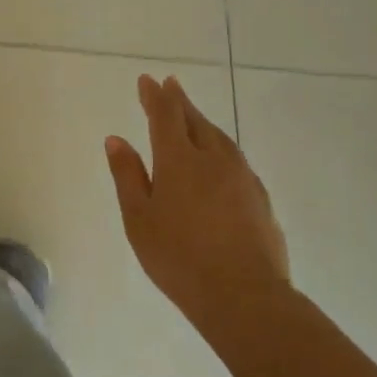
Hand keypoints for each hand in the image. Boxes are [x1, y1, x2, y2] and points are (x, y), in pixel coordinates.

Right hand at [105, 75, 288, 320]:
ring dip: (203, 121)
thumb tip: (116, 139)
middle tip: (171, 85)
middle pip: (195, 121)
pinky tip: (219, 158)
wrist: (245, 296)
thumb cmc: (178, 257)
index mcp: (178, 160)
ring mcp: (241, 178)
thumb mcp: (138, 219)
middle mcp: (213, 159)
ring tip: (193, 115)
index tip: (148, 79)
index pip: (165, 116)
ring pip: (220, 138)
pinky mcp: (260, 198)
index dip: (155, 96)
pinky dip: (220, 147)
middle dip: (180, 101)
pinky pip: (235, 159)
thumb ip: (128, 175)